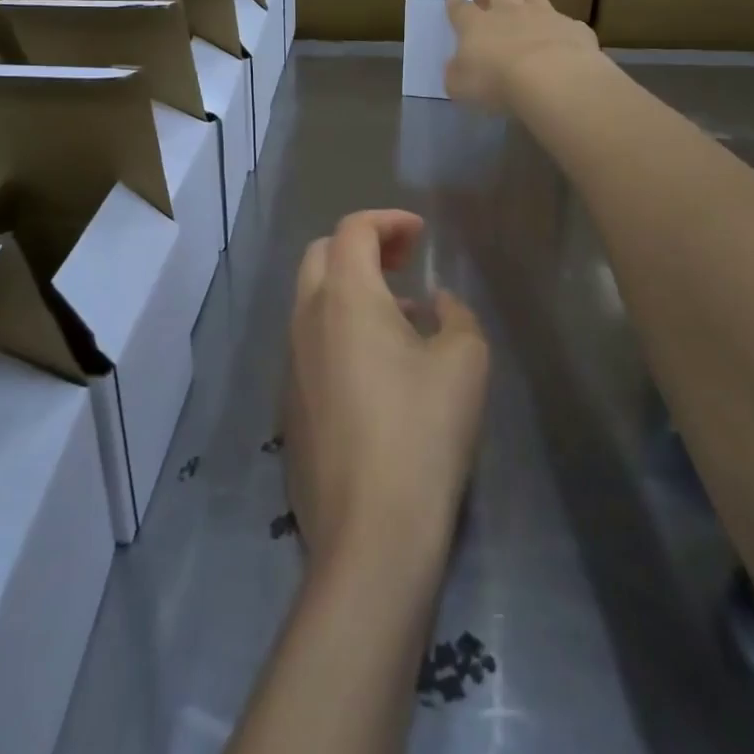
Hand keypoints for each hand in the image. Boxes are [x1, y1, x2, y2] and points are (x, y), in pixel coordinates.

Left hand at [284, 211, 488, 572]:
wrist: (371, 532)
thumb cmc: (423, 432)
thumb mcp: (464, 362)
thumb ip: (455, 315)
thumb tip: (435, 304)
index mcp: (344, 296)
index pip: (353, 230)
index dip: (388, 221)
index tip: (420, 235)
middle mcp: (306, 319)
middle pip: (321, 255)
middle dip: (362, 246)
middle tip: (403, 263)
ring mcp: (290, 363)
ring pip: (311, 300)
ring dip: (350, 289)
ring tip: (400, 316)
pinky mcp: (288, 403)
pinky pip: (310, 342)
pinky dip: (338, 328)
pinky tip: (377, 367)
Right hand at [444, 0, 598, 110]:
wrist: (554, 80)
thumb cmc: (497, 83)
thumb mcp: (461, 87)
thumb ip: (457, 73)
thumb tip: (458, 66)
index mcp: (476, 25)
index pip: (460, 7)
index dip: (455, 1)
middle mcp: (509, 11)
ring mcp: (544, 16)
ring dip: (526, 1)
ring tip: (526, 17)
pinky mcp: (573, 28)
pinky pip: (564, 24)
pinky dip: (558, 32)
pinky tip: (561, 47)